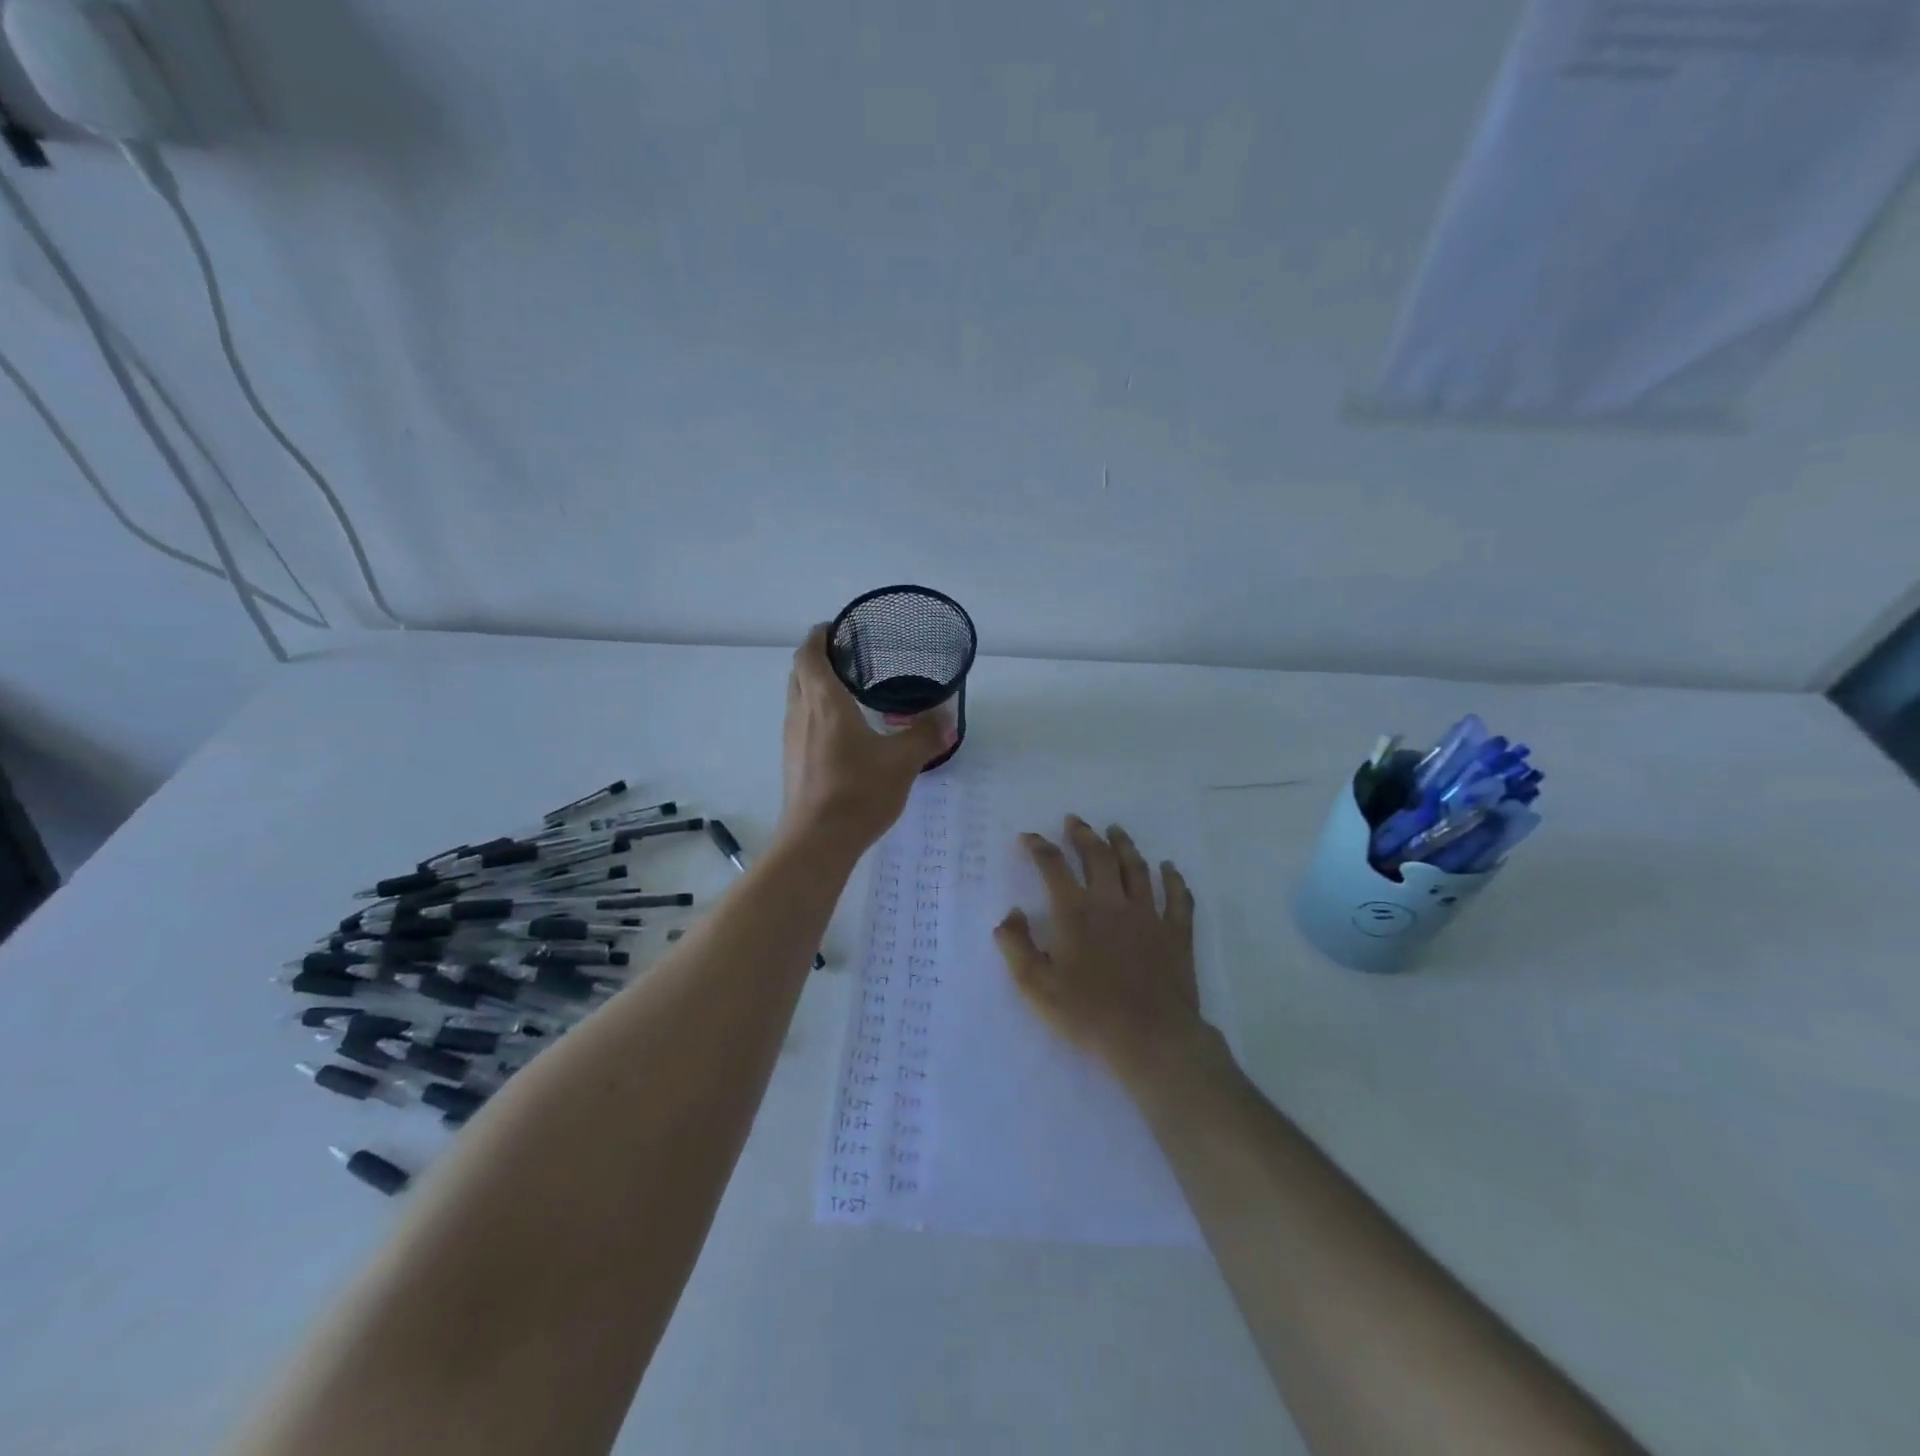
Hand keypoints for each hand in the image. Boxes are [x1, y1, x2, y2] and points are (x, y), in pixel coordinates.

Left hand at [778, 624, 954, 856]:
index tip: (837, 628)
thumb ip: (925, 735)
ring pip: (798, 699)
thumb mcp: (902, 761)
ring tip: (850, 692)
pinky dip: (817, 714)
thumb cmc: (858, 791)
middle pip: (799, 673)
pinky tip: (844, 733)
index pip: (809, 654)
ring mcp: (792, 740)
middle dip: (819, 659)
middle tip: (850, 659)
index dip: (819, 636)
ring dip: (816, 688)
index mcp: (824, 702)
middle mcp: (801, 714)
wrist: (817, 842)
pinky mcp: (793, 763)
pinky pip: (802, 724)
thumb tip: (946, 718)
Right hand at [993, 815, 1213, 1082]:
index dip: (1039, 848)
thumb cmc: (1088, 1014)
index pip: (1054, 867)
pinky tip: (1170, 868)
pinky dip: (1174, 879)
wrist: (1150, 1038)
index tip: (1029, 837)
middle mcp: (1112, 903)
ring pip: (1136, 869)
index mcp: (1076, 913)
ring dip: (1124, 846)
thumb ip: (1017, 946)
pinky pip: (1178, 898)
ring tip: (1116, 831)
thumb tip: (1010, 914)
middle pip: (1098, 857)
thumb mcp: (1036, 986)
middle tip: (1075, 821)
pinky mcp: (1176, 934)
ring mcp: (1148, 915)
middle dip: (1084, 835)